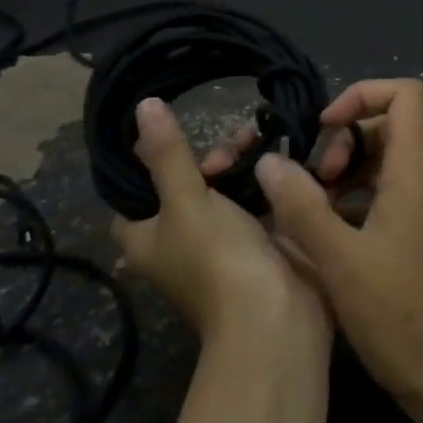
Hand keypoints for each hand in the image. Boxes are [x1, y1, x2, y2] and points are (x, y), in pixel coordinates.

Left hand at [111, 98, 328, 353]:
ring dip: (245, 164)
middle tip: (237, 142)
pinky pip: (262, 201)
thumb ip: (167, 154)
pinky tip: (286, 155)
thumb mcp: (186, 201)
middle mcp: (182, 241)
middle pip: (189, 184)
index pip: (136, 191)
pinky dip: (271, 180)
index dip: (152, 160)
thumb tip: (142, 106)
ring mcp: (226, 242)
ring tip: (264, 139)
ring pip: (228, 189)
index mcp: (148, 238)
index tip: (176, 132)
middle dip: (213, 158)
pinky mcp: (264, 242)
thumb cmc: (218, 258)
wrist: (278, 316)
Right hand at [254, 79, 422, 405]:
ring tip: (306, 212)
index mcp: (413, 174)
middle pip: (384, 129)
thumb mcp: (339, 260)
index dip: (362, 95)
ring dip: (339, 176)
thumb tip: (270, 161)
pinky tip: (319, 238)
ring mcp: (420, 211)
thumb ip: (301, 206)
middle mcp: (422, 183)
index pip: (406, 96)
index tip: (324, 126)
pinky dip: (348, 204)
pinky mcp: (414, 238)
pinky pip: (379, 199)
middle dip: (340, 143)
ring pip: (378, 166)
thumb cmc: (398, 314)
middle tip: (309, 184)